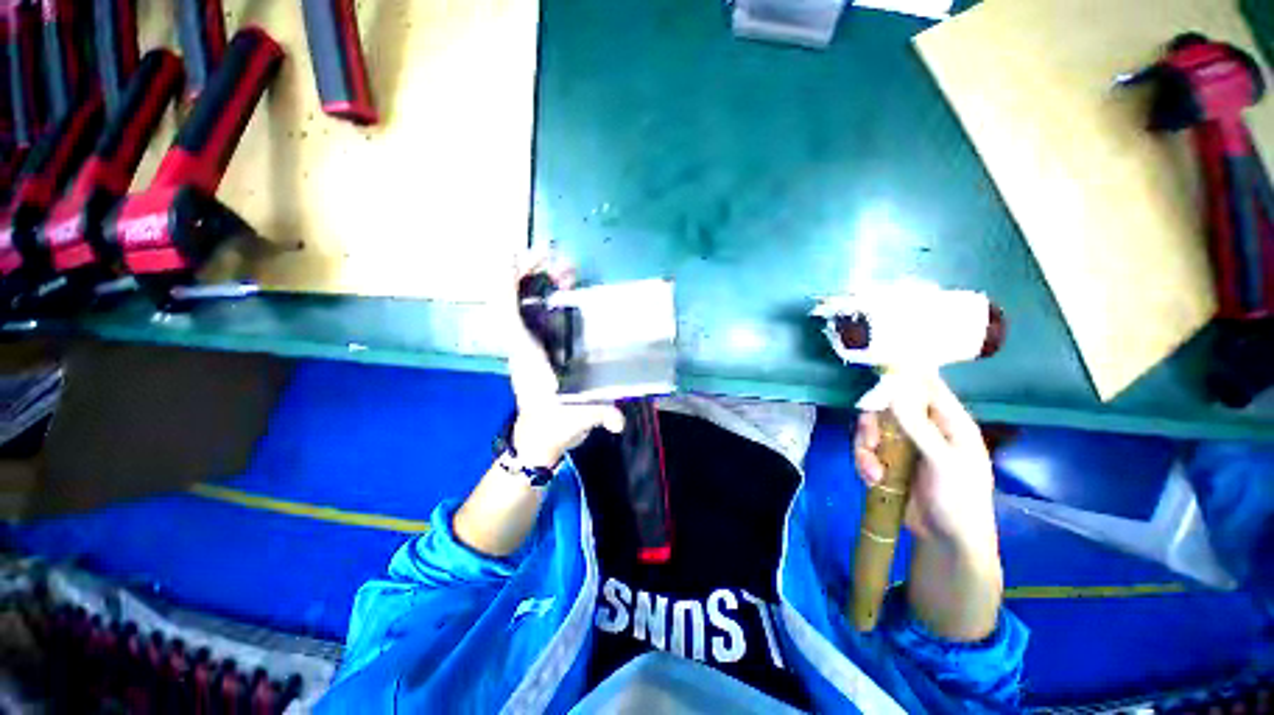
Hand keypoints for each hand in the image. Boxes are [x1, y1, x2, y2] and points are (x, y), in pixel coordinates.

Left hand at [502, 250, 624, 468]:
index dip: (507, 287)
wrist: (540, 438)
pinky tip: (562, 286)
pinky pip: (531, 312)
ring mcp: (528, 345)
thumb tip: (620, 421)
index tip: (515, 258)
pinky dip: (542, 294)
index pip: (508, 319)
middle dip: (526, 273)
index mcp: (529, 359)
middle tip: (552, 256)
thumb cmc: (555, 425)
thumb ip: (599, 416)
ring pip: (520, 304)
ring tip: (561, 267)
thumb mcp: (578, 420)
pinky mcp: (537, 347)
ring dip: (534, 281)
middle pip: (511, 302)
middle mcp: (523, 346)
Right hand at [853, 373, 996, 552]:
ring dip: (866, 448)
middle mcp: (923, 428)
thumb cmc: (959, 498)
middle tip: (871, 440)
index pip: (927, 387)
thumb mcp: (944, 462)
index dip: (903, 376)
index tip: (876, 368)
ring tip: (873, 471)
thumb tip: (893, 391)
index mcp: (948, 422)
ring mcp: (903, 445)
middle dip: (873, 424)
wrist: (946, 539)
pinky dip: (864, 463)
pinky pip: (866, 450)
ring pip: (871, 429)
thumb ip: (919, 426)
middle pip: (887, 407)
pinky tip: (872, 479)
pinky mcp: (887, 460)